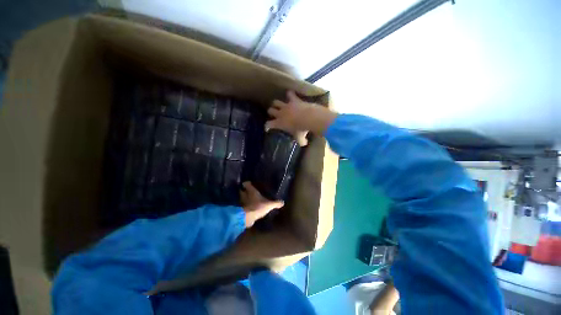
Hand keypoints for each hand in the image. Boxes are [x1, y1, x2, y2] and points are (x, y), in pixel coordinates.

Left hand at [240, 182, 283, 227]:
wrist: (248, 218)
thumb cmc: (258, 206)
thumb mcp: (269, 205)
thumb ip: (275, 203)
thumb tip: (282, 202)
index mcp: (251, 191)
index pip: (246, 184)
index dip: (246, 183)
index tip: (249, 183)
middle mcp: (245, 195)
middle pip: (242, 191)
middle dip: (244, 190)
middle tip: (249, 191)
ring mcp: (242, 203)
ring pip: (242, 198)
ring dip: (244, 198)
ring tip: (249, 199)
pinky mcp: (241, 210)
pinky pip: (243, 206)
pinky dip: (245, 206)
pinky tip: (249, 207)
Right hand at [266, 91, 337, 145]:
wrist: (308, 118)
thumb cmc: (302, 130)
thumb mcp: (300, 138)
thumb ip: (301, 141)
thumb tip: (303, 143)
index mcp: (279, 123)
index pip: (268, 124)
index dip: (267, 126)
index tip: (267, 128)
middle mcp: (280, 114)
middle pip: (270, 110)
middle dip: (271, 112)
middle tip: (275, 115)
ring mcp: (286, 106)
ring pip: (276, 102)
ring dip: (277, 103)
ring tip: (279, 105)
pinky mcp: (294, 100)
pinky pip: (290, 94)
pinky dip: (290, 94)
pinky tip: (291, 94)